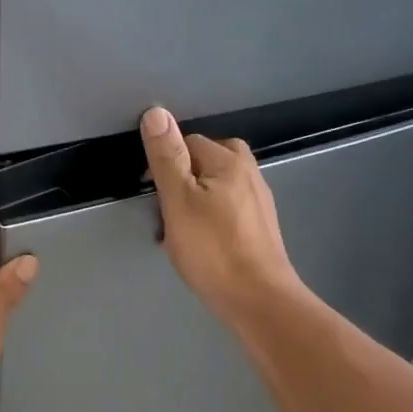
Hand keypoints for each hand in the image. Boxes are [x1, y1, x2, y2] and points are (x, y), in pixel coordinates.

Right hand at [140, 106, 300, 325]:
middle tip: (166, 210)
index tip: (151, 194)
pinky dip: (211, 218)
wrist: (257, 299)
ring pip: (217, 186)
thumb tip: (157, 112)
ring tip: (180, 230)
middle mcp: (249, 173)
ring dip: (196, 200)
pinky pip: (228, 209)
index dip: (165, 163)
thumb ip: (167, 157)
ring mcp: (259, 202)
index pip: (188, 143)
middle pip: (207, 161)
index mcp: (229, 161)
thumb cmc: (212, 250)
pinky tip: (203, 242)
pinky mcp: (261, 228)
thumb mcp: (178, 201)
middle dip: (183, 179)